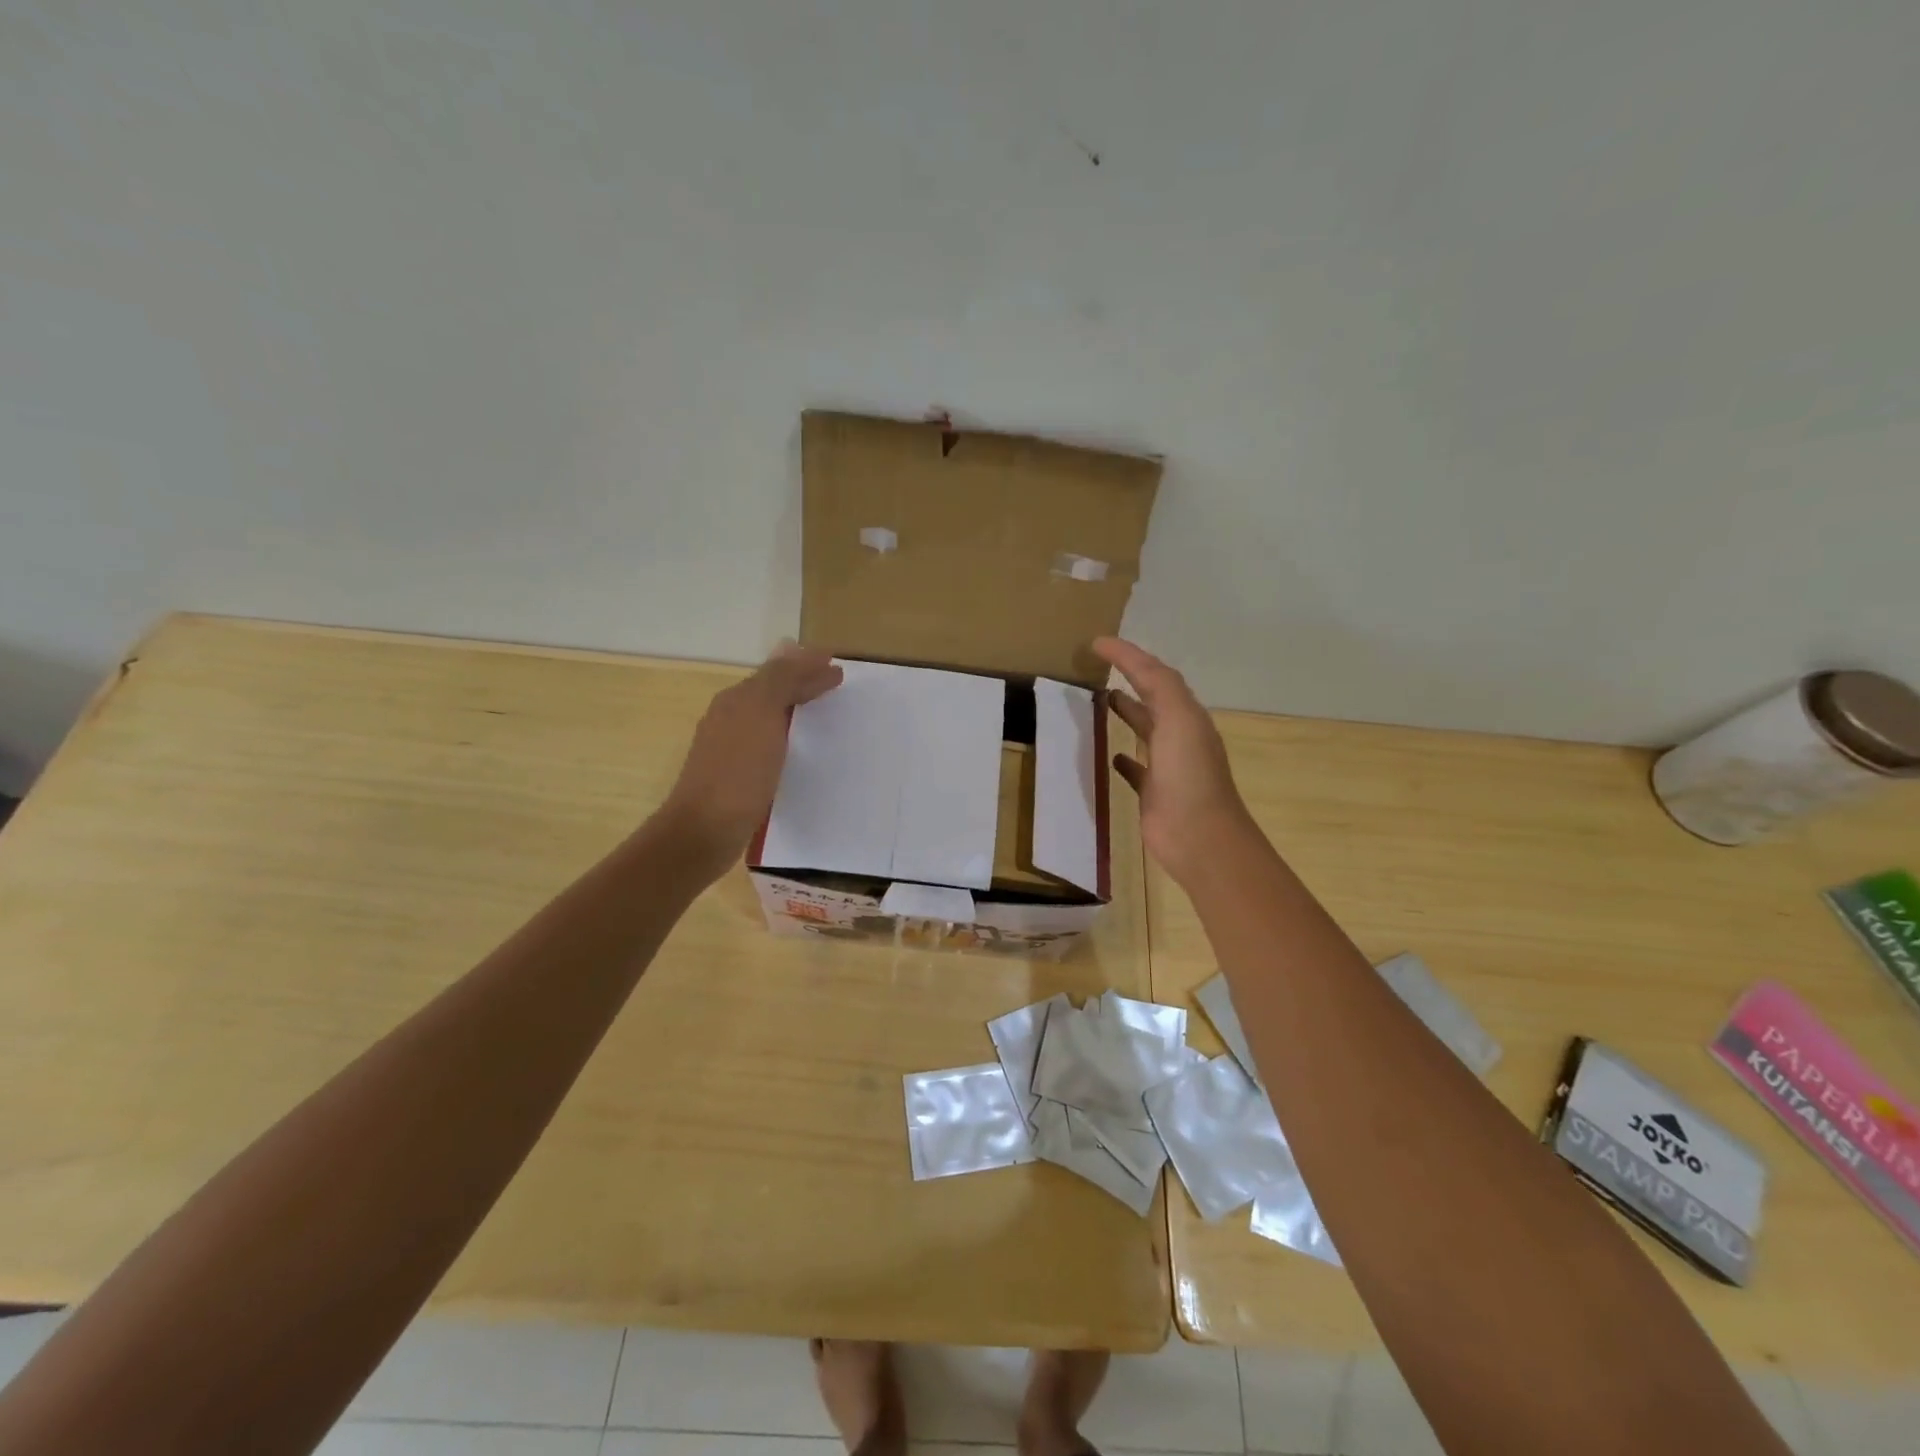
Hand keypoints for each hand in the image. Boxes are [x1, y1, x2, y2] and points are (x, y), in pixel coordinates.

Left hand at [662, 643, 842, 874]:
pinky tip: (797, 748)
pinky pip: (768, 743)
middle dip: (802, 682)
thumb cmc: (738, 771)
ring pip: (768, 716)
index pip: (778, 672)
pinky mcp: (736, 776)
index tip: (838, 666)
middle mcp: (730, 718)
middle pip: (771, 690)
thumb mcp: (761, 714)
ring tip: (821, 708)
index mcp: (737, 700)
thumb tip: (795, 648)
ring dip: (794, 707)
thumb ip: (779, 680)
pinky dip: (787, 735)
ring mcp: (730, 748)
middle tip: (833, 681)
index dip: (808, 666)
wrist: (705, 830)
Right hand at [1095, 637, 1253, 884]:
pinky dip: (1123, 758)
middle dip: (1130, 680)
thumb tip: (1122, 653)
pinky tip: (1109, 754)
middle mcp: (1180, 737)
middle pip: (1153, 700)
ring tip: (1100, 703)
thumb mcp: (1178, 718)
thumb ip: (1156, 684)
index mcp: (1187, 716)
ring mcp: (1167, 766)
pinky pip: (1136, 769)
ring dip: (1127, 714)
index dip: (1128, 656)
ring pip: (1145, 731)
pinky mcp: (1153, 792)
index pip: (1156, 675)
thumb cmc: (1189, 774)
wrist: (1199, 837)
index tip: (1096, 643)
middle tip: (1097, 670)